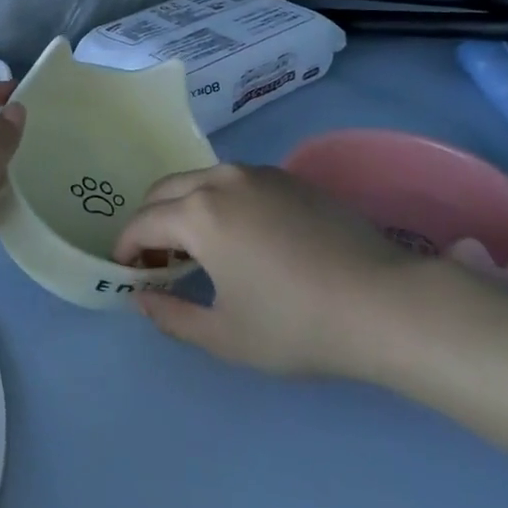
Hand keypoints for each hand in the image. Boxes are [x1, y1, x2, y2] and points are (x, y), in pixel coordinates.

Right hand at [112, 164, 446, 381]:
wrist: (382, 301)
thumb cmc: (296, 324)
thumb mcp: (225, 336)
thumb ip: (172, 316)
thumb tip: (141, 299)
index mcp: (199, 213)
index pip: (142, 222)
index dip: (126, 247)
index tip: (127, 272)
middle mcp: (221, 179)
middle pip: (164, 190)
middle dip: (149, 222)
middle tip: (157, 262)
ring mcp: (257, 172)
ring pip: (199, 179)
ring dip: (182, 207)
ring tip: (195, 249)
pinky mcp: (287, 176)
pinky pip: (232, 180)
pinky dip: (216, 200)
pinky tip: (238, 236)